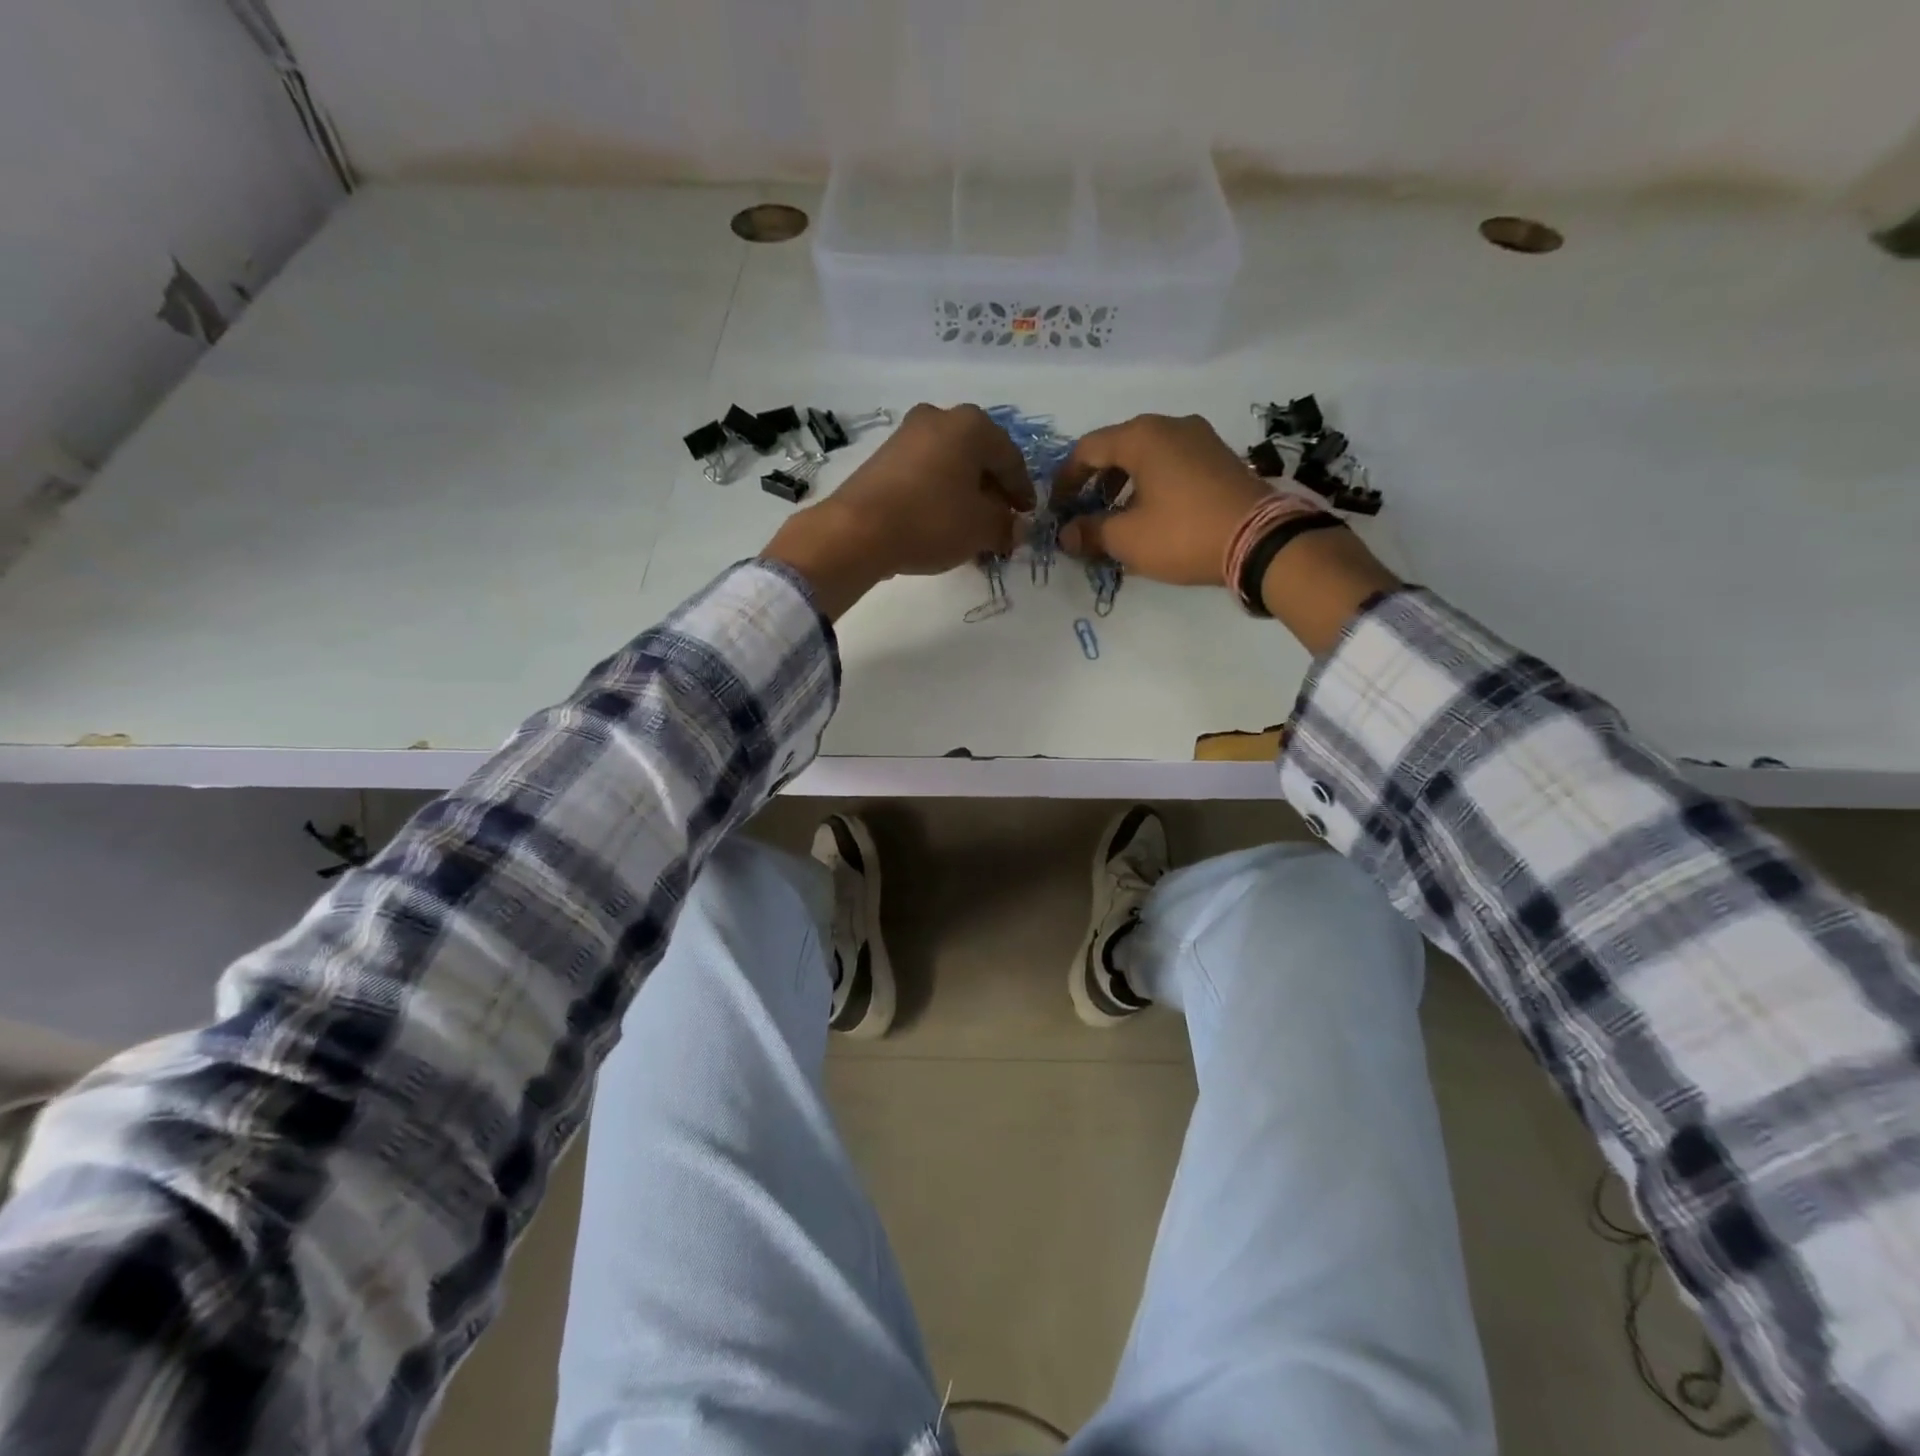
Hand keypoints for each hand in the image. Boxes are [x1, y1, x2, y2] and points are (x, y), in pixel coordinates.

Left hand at [763, 404, 1033, 618]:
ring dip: (966, 496)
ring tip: (972, 529)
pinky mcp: (883, 457)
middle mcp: (939, 417)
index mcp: (971, 425)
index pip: (1010, 458)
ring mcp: (907, 435)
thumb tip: (1017, 529)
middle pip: (978, 458)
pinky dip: (940, 495)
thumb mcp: (981, 528)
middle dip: (992, 493)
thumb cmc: (932, 520)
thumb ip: (1006, 526)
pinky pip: (926, 474)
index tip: (1027, 516)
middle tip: (1001, 524)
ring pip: (951, 466)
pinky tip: (942, 523)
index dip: (1022, 491)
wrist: (858, 531)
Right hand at [1056, 413, 1400, 653]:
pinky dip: (1152, 484)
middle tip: (1086, 513)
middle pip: (1118, 448)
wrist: (1261, 540)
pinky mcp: (1220, 457)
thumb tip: (1066, 534)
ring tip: (1118, 518)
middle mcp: (1171, 425)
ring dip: (1124, 484)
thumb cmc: (1183, 533)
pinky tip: (1153, 514)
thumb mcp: (1127, 539)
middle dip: (1096, 482)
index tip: (1058, 509)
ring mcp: (1201, 438)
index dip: (1066, 480)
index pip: (1087, 449)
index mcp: (1142, 436)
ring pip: (1147, 455)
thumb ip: (1090, 532)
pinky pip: (1172, 463)